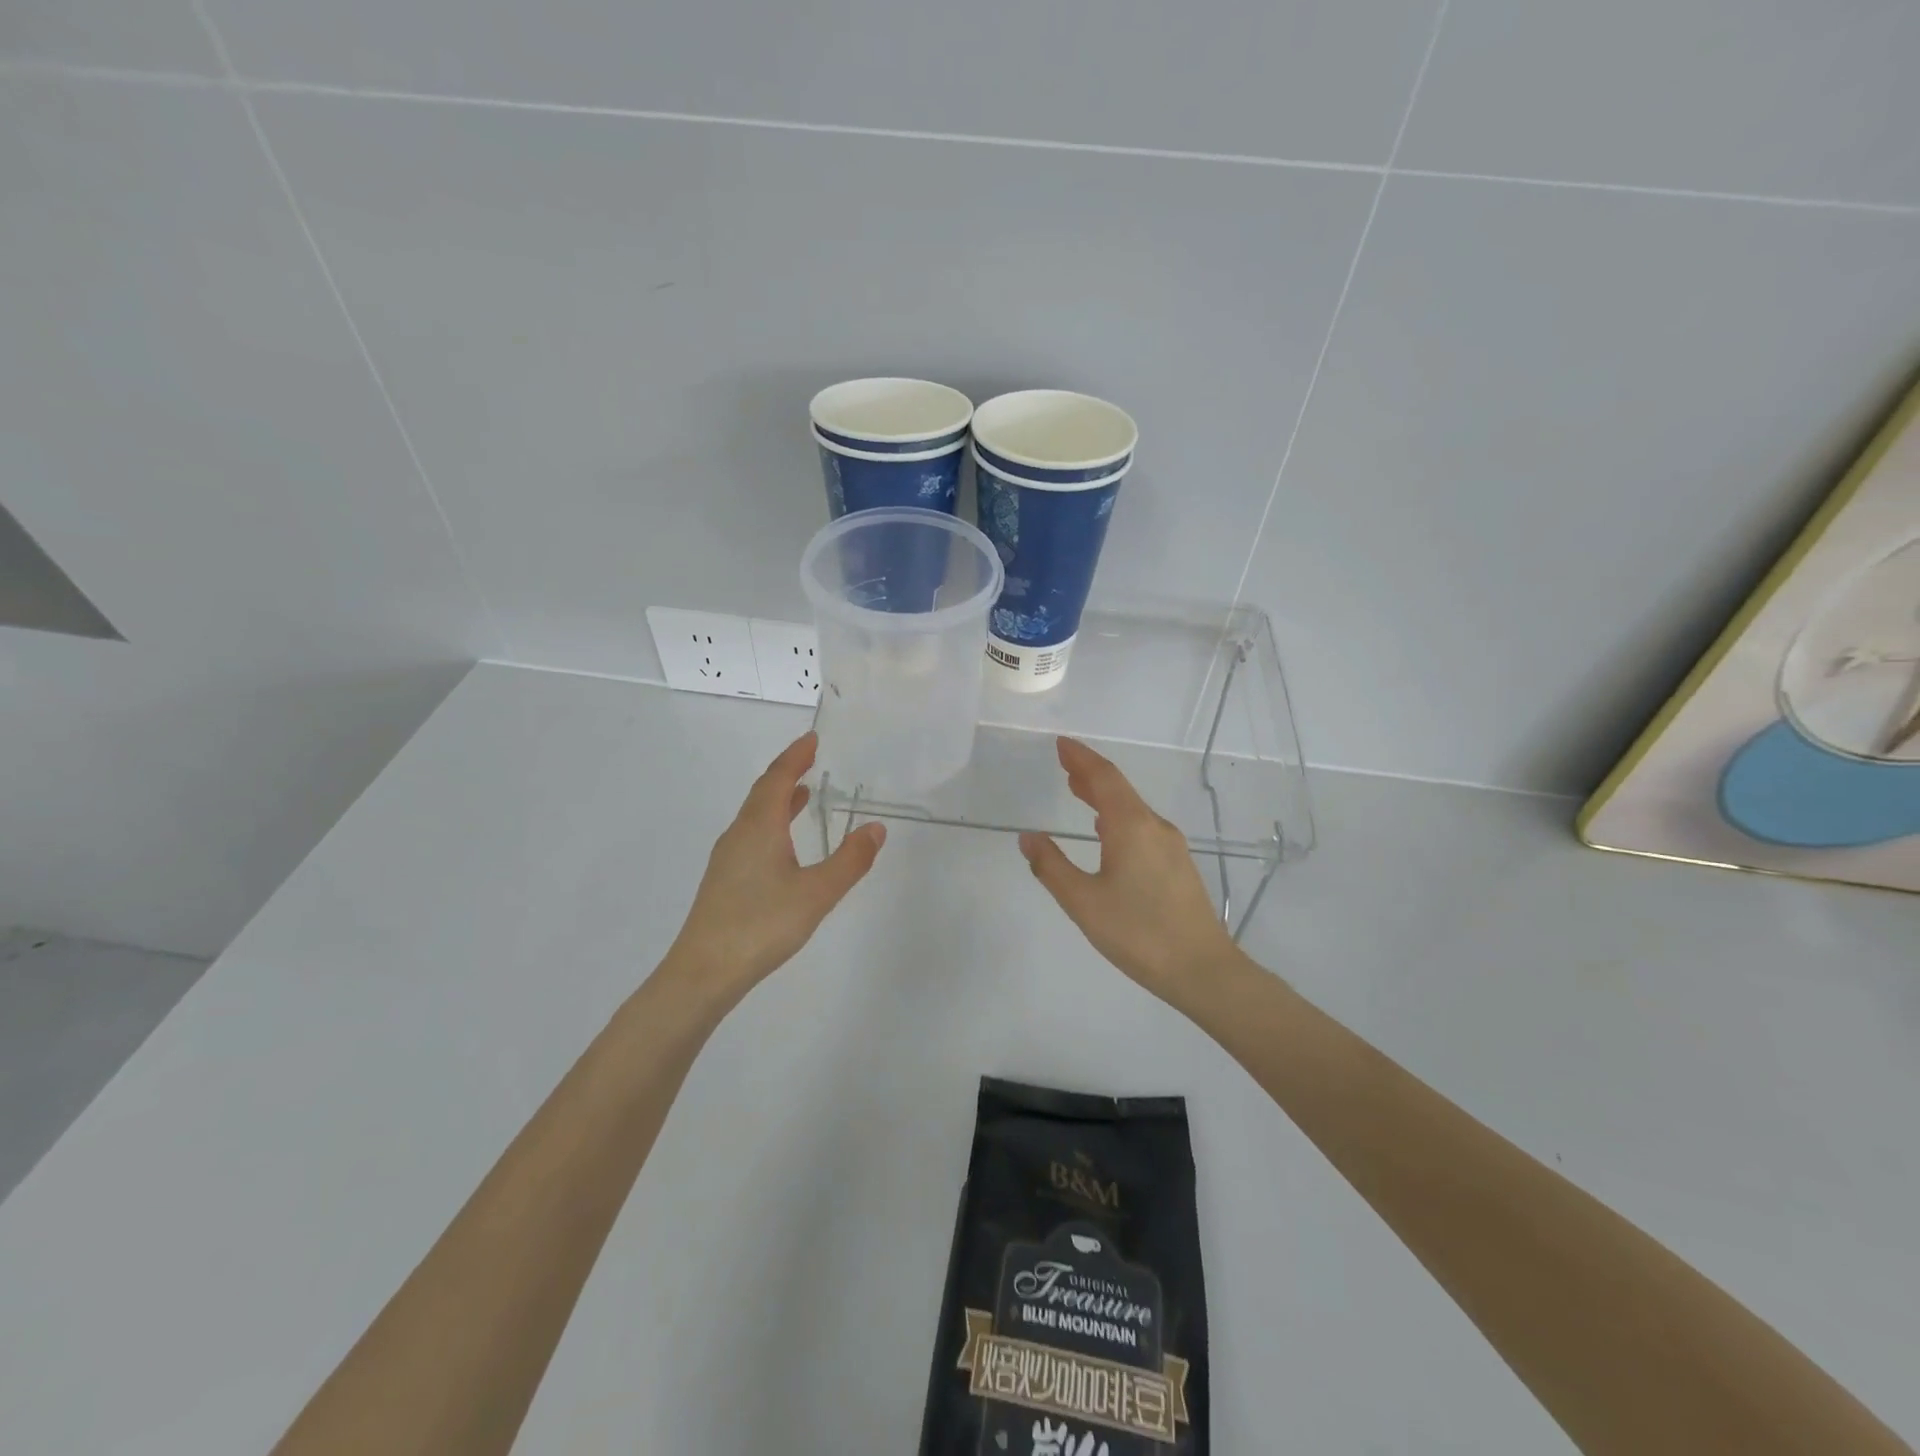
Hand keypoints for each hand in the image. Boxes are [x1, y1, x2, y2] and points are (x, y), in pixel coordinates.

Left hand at [668, 732, 884, 1001]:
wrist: (703, 972)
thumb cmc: (761, 925)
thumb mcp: (817, 893)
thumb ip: (849, 860)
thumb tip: (875, 828)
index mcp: (760, 827)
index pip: (778, 779)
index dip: (795, 756)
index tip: (812, 738)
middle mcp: (740, 834)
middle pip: (763, 792)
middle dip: (787, 772)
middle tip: (810, 758)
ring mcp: (728, 858)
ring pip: (755, 815)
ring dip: (778, 798)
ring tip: (802, 794)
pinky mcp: (725, 880)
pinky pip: (752, 834)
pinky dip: (772, 823)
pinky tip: (783, 844)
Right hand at [1019, 738, 1237, 1001]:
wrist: (1202, 969)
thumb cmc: (1138, 933)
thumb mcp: (1084, 902)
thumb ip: (1052, 867)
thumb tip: (1028, 837)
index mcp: (1131, 827)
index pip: (1104, 778)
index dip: (1081, 758)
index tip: (1061, 744)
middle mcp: (1154, 827)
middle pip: (1119, 789)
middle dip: (1090, 774)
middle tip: (1065, 764)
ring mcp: (1171, 846)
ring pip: (1132, 809)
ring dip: (1104, 796)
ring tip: (1078, 791)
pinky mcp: (1178, 866)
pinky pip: (1142, 827)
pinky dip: (1118, 817)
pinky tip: (1108, 833)